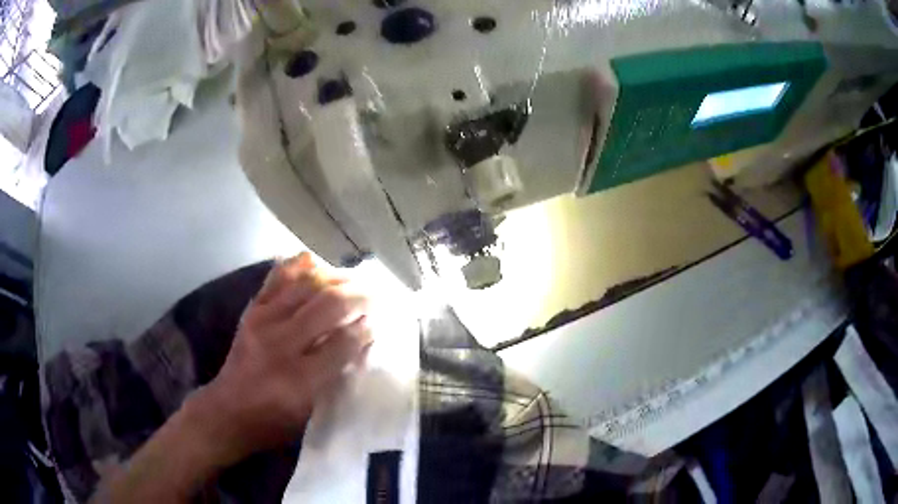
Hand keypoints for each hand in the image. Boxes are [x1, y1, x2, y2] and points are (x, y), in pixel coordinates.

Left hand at [186, 253, 372, 463]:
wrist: (228, 411)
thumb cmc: (274, 421)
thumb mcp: (311, 411)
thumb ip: (337, 376)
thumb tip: (362, 340)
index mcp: (299, 380)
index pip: (342, 344)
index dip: (365, 330)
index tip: (377, 323)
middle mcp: (281, 345)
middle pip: (328, 307)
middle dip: (359, 297)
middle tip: (375, 296)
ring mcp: (263, 321)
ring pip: (307, 285)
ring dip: (336, 278)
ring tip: (354, 280)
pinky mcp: (252, 310)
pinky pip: (279, 277)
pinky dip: (300, 266)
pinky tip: (317, 264)